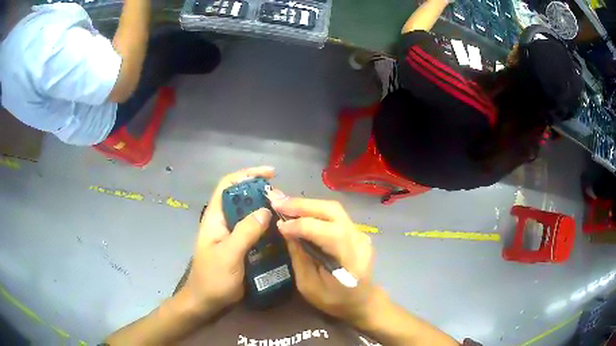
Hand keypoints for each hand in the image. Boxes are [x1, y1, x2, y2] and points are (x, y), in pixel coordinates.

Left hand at [182, 167, 273, 315]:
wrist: (207, 303)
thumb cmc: (213, 279)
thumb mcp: (228, 255)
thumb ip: (245, 232)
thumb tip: (265, 210)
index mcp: (215, 218)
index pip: (227, 185)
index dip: (246, 175)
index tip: (270, 174)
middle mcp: (223, 222)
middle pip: (241, 198)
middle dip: (260, 192)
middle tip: (282, 197)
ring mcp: (231, 236)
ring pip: (249, 215)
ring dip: (265, 211)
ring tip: (285, 213)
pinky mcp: (240, 248)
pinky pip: (255, 232)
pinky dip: (267, 228)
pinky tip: (280, 232)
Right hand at [268, 192, 375, 324]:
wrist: (361, 300)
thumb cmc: (334, 300)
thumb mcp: (309, 287)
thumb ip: (299, 258)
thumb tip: (286, 231)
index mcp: (350, 261)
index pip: (328, 234)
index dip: (302, 226)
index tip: (279, 225)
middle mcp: (359, 240)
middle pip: (333, 211)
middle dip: (302, 205)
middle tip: (276, 201)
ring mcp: (359, 233)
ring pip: (333, 209)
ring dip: (306, 204)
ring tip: (282, 203)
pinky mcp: (355, 230)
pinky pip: (333, 214)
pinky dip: (313, 210)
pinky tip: (297, 211)